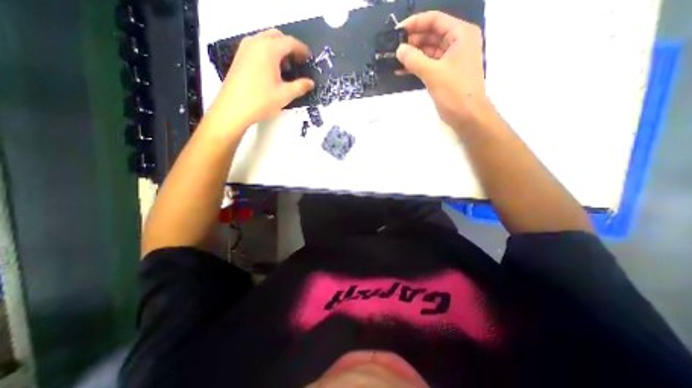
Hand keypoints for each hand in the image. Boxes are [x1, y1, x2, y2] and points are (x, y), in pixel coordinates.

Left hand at [210, 29, 314, 130]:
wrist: (233, 109)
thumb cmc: (261, 101)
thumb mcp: (285, 95)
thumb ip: (300, 86)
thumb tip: (310, 83)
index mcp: (268, 50)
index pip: (289, 42)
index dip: (302, 49)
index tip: (309, 57)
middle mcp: (255, 43)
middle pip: (277, 37)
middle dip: (290, 46)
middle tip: (298, 61)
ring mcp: (245, 49)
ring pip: (265, 40)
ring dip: (278, 49)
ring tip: (286, 67)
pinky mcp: (239, 57)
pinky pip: (257, 47)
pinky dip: (268, 52)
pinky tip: (272, 70)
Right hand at [397, 11, 494, 129]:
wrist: (467, 115)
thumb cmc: (454, 91)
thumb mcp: (433, 73)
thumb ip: (414, 59)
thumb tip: (399, 49)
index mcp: (461, 34)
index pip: (435, 20)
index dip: (415, 23)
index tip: (397, 31)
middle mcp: (457, 43)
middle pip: (431, 35)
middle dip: (412, 41)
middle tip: (393, 48)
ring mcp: (451, 59)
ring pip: (428, 51)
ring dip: (412, 55)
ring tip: (395, 59)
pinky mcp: (445, 73)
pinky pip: (429, 64)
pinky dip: (416, 66)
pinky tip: (402, 70)